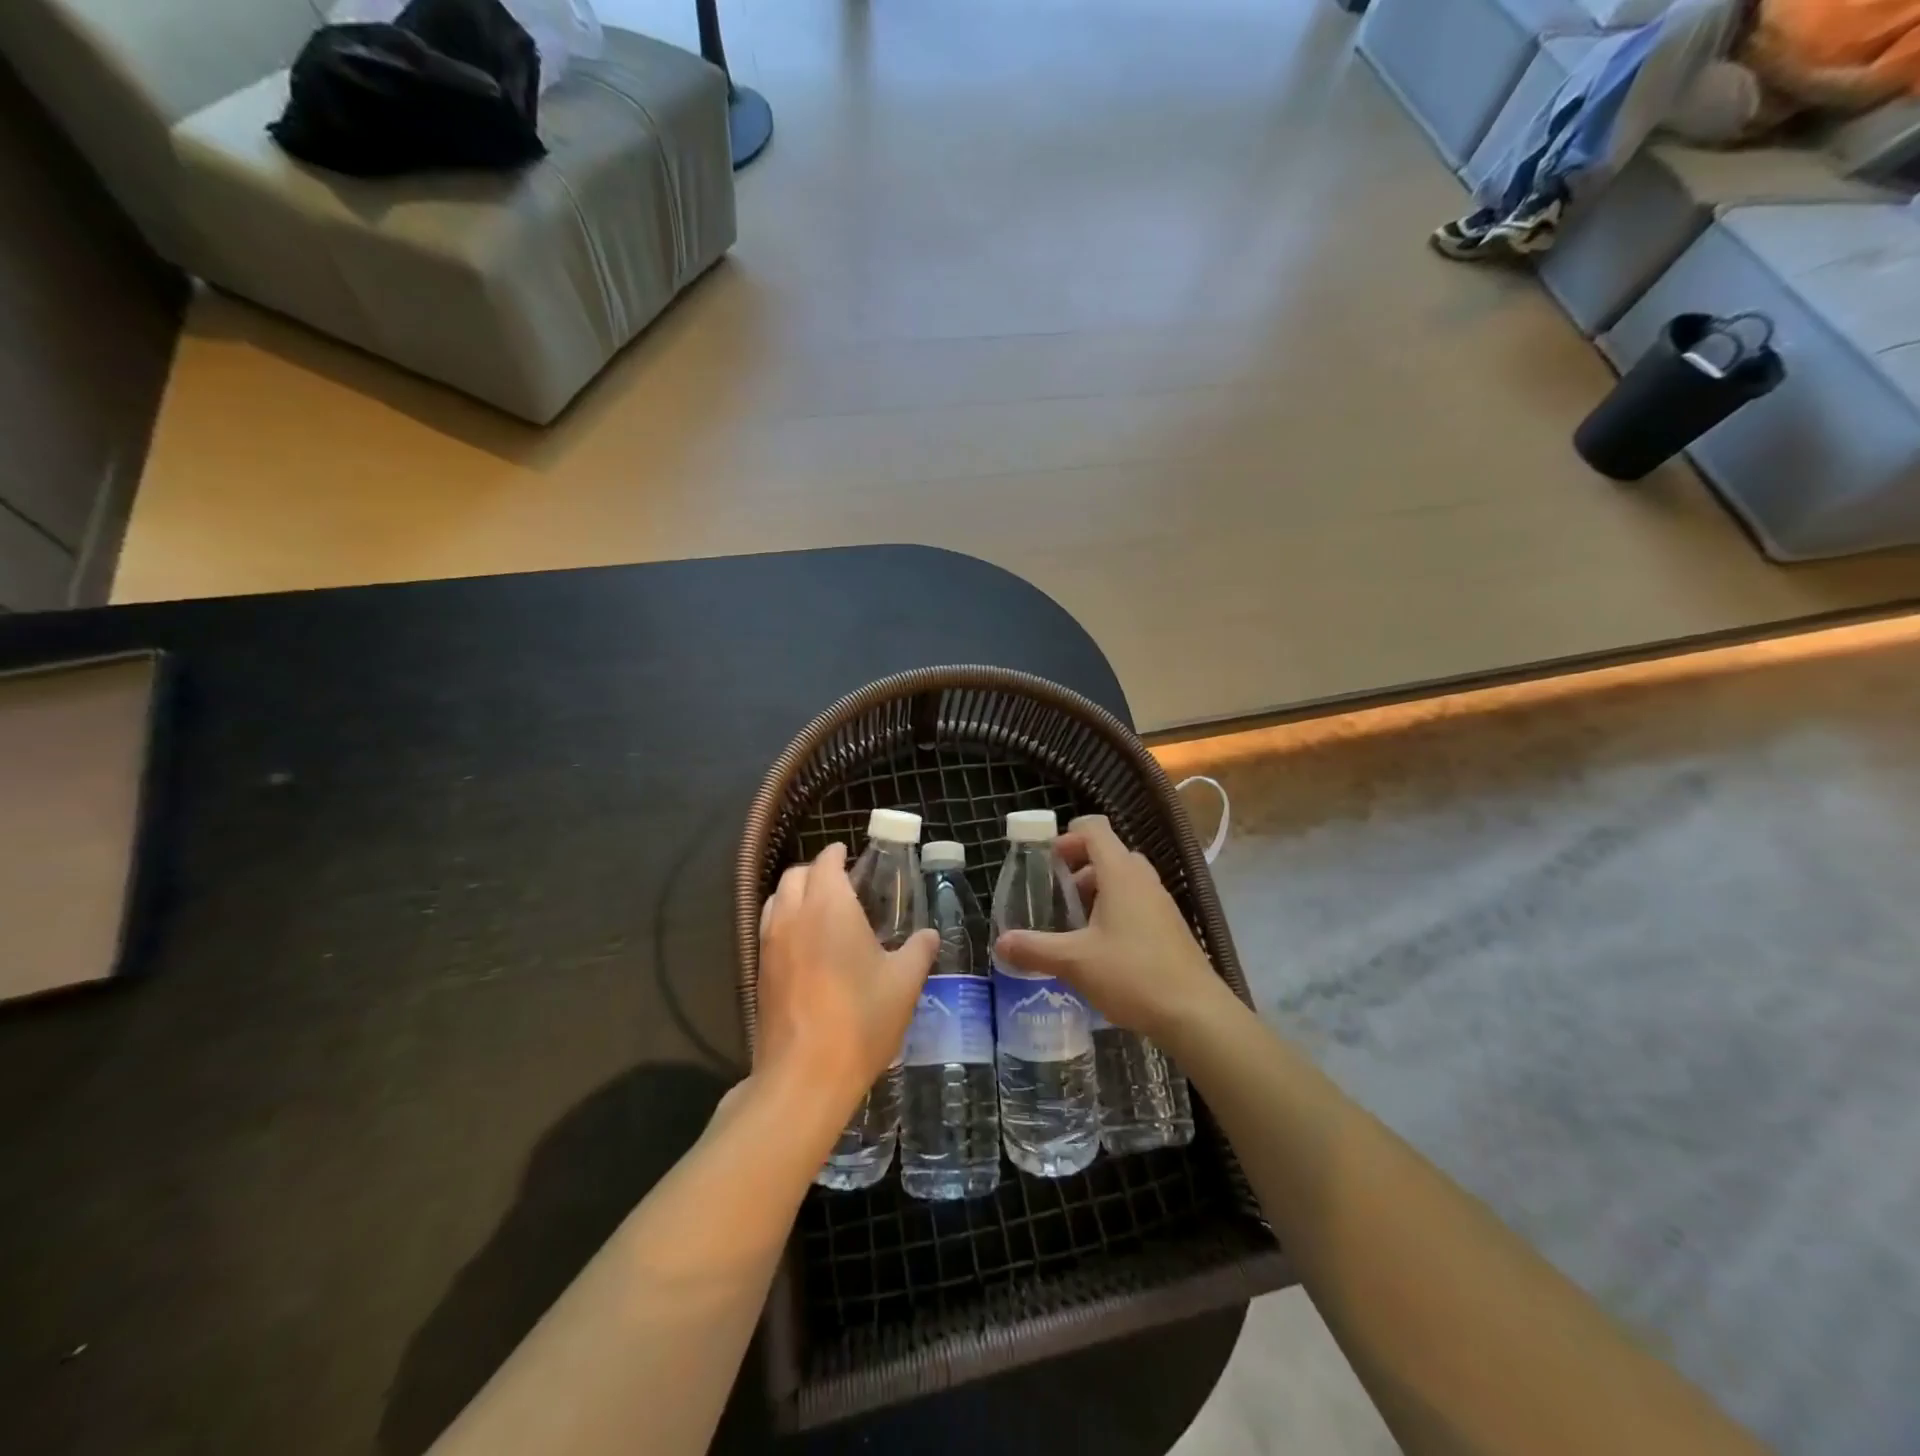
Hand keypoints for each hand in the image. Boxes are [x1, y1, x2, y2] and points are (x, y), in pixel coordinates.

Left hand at [756, 842, 937, 1117]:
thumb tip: (929, 934)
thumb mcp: (904, 983)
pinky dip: (785, 921)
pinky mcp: (759, 972)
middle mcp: (793, 915)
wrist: (805, 1075)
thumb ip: (919, 950)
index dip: (837, 854)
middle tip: (841, 884)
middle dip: (816, 871)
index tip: (850, 855)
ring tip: (821, 911)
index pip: (826, 862)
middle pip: (795, 875)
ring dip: (796, 894)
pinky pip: (769, 928)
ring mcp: (770, 944)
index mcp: (829, 905)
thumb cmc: (861, 1019)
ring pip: (776, 899)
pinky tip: (806, 946)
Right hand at [994, 816, 1229, 1039]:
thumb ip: (1035, 949)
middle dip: (1078, 866)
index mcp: (1120, 873)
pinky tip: (1100, 946)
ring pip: (1124, 879)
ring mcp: (1160, 902)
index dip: (1067, 836)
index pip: (1095, 829)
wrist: (1195, 1013)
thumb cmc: (1133, 975)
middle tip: (1055, 893)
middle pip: (1108, 853)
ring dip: (1096, 890)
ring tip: (1073, 923)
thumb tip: (1000, 942)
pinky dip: (1115, 909)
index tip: (1046, 859)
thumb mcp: (1075, 962)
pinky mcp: (1169, 927)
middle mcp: (1143, 879)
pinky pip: (1137, 902)